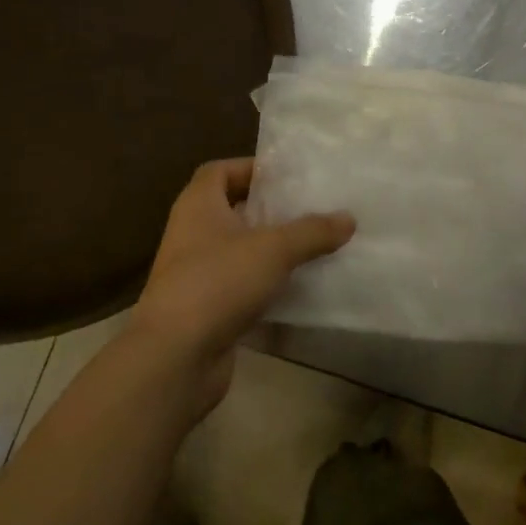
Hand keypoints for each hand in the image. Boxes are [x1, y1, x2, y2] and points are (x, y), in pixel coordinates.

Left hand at [127, 158, 354, 418]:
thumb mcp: (273, 249)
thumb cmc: (219, 282)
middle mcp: (192, 234)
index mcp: (198, 206)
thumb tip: (348, 218)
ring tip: (312, 246)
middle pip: (232, 210)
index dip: (250, 168)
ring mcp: (196, 273)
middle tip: (310, 210)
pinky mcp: (206, 308)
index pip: (219, 171)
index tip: (287, 176)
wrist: (176, 356)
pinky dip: (266, 284)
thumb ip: (312, 231)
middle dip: (268, 210)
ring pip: (238, 250)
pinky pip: (241, 286)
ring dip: (270, 249)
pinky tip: (298, 288)